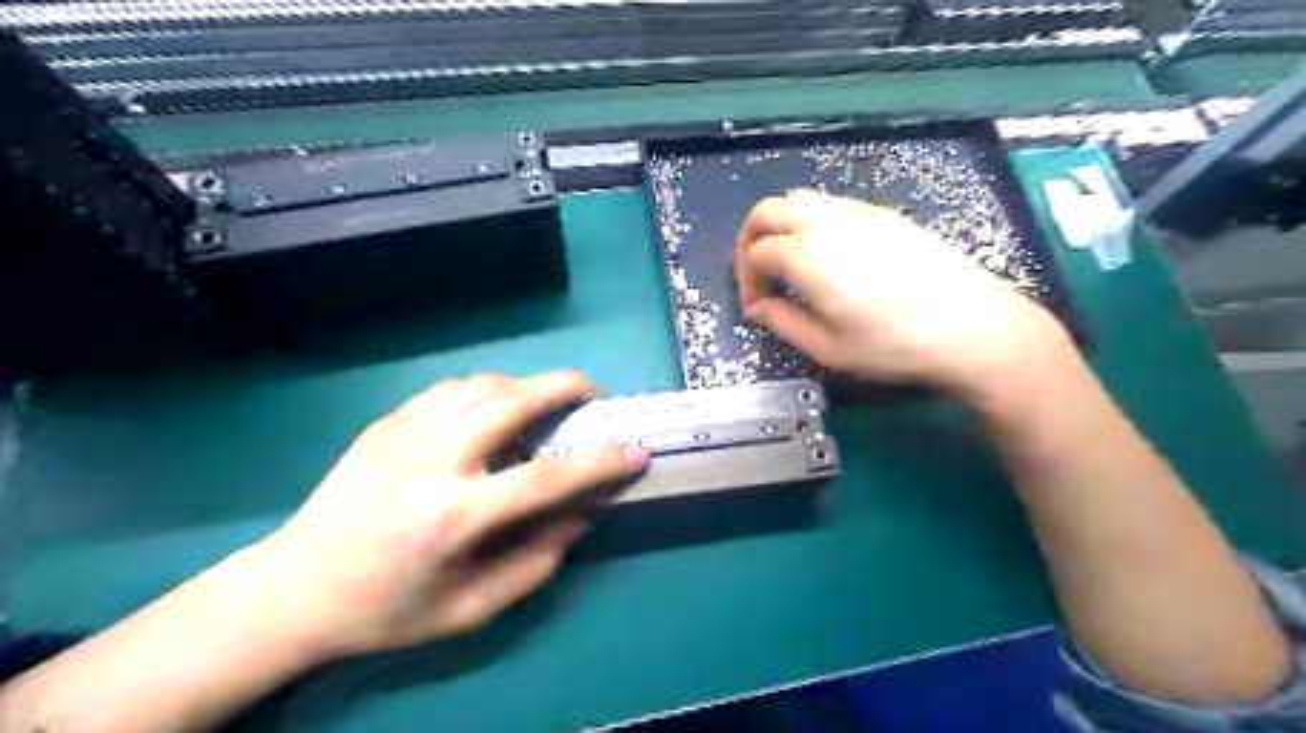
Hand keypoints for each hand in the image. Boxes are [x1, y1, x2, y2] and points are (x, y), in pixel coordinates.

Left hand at [239, 371, 647, 656]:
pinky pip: (453, 389)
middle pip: (513, 400)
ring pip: (484, 385)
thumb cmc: (388, 609)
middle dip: (566, 387)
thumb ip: (537, 561)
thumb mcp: (471, 609)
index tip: (636, 452)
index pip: (547, 477)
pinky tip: (494, 411)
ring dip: (527, 387)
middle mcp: (432, 461)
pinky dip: (489, 391)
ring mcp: (405, 432)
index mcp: (454, 516)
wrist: (295, 587)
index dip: (600, 462)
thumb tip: (583, 513)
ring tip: (545, 407)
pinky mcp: (388, 421)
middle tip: (594, 395)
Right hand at [739, 188, 1064, 393]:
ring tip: (790, 265)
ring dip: (780, 227)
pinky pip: (830, 204)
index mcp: (807, 255)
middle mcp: (826, 221)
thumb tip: (757, 308)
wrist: (972, 326)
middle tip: (759, 276)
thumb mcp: (827, 347)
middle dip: (750, 241)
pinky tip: (827, 256)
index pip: (755, 253)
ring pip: (798, 199)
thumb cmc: (893, 344)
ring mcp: (858, 211)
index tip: (756, 308)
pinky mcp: (884, 214)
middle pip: (767, 211)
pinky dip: (810, 222)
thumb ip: (782, 322)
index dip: (746, 280)